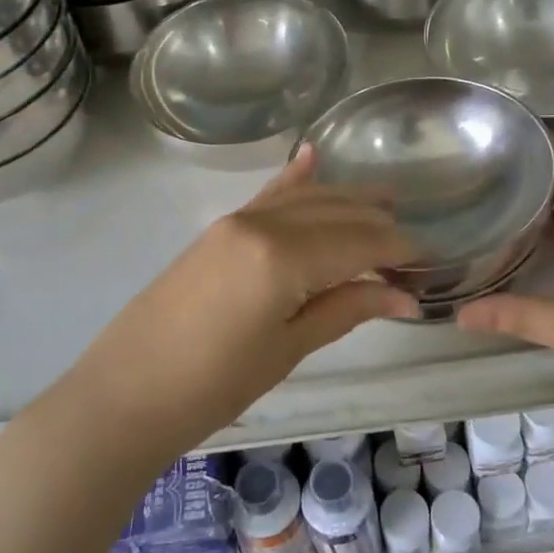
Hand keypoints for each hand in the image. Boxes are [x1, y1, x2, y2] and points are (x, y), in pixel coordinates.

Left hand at [69, 149, 417, 448]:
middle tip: (411, 245)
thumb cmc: (214, 385)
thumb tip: (404, 296)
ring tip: (385, 200)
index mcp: (284, 256)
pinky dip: (293, 179)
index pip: (359, 242)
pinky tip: (312, 157)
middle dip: (378, 225)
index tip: (428, 261)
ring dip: (346, 199)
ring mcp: (236, 221)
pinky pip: (266, 196)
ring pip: (305, 198)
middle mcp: (262, 224)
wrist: (125, 395)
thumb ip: (347, 309)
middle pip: (335, 213)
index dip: (397, 250)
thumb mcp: (288, 349)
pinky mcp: (218, 230)